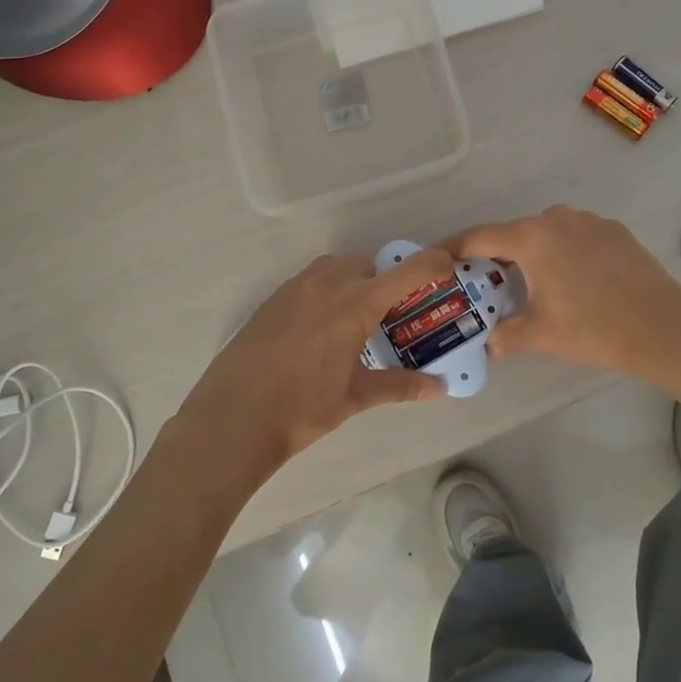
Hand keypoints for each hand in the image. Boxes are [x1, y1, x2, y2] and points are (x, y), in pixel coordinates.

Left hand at [170, 248, 455, 476]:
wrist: (233, 417)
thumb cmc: (302, 408)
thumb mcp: (355, 397)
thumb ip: (399, 386)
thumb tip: (438, 389)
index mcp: (355, 304)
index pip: (406, 271)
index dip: (432, 264)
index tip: (447, 268)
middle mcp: (327, 284)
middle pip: (367, 264)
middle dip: (384, 281)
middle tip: (390, 315)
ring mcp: (295, 288)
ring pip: (335, 269)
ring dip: (352, 282)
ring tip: (354, 321)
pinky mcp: (272, 299)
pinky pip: (309, 282)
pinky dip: (325, 292)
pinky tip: (319, 331)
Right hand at [440, 206, 680, 386]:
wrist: (664, 328)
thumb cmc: (593, 328)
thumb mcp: (540, 335)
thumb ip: (504, 335)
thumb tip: (488, 343)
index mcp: (531, 237)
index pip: (478, 237)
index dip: (453, 249)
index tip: (437, 259)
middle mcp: (556, 219)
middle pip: (513, 234)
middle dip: (495, 257)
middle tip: (485, 285)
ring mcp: (589, 221)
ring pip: (546, 234)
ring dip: (533, 256)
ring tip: (532, 287)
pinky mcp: (614, 231)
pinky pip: (575, 238)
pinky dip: (563, 254)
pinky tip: (574, 283)